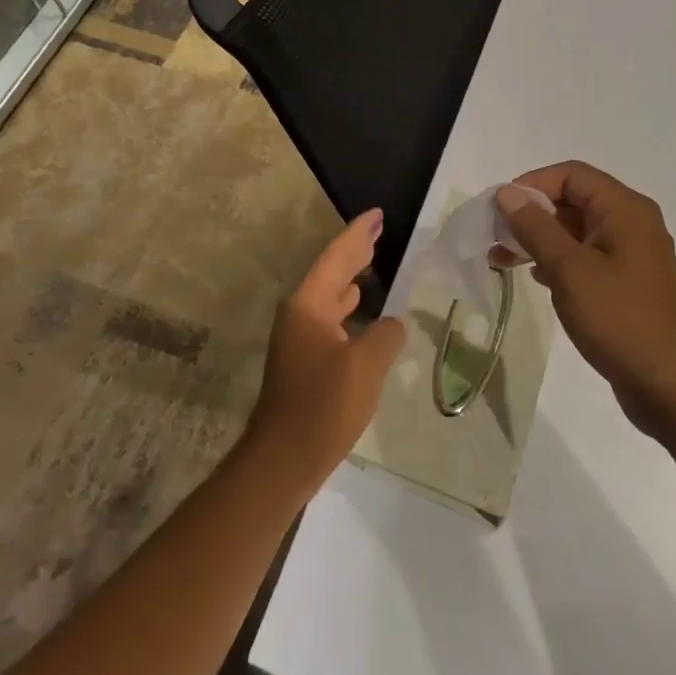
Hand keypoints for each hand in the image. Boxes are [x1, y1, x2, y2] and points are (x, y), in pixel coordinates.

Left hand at [242, 208, 406, 495]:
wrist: (282, 460)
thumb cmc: (323, 407)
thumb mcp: (365, 367)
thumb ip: (385, 336)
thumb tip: (393, 323)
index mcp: (309, 305)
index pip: (337, 257)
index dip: (358, 234)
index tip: (377, 214)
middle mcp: (299, 314)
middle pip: (330, 272)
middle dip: (355, 250)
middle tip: (378, 229)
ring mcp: (298, 338)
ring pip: (329, 295)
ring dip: (351, 277)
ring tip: (372, 260)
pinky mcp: (303, 360)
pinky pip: (330, 318)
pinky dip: (348, 306)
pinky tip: (362, 310)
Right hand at [497, 163, 675, 436]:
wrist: (670, 385)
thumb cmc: (619, 318)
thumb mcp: (569, 269)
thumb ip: (536, 227)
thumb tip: (507, 193)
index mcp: (625, 209)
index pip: (571, 175)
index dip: (532, 184)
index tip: (500, 209)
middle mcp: (631, 223)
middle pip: (572, 200)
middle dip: (531, 214)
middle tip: (495, 236)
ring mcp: (630, 255)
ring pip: (575, 230)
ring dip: (539, 239)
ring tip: (502, 259)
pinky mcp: (625, 283)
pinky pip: (584, 257)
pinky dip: (556, 260)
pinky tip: (534, 277)